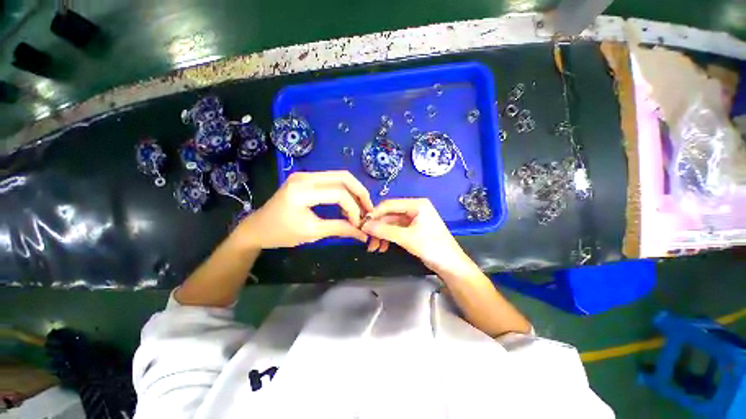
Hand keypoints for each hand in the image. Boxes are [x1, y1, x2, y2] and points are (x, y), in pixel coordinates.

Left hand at [232, 171, 372, 248]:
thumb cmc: (281, 233)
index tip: (359, 224)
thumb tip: (363, 233)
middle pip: (343, 177)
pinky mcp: (307, 178)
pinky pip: (332, 180)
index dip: (354, 208)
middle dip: (360, 193)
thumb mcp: (313, 233)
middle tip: (369, 209)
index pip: (338, 193)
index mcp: (302, 191)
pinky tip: (348, 204)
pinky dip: (344, 191)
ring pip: (340, 176)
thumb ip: (340, 229)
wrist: (257, 227)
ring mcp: (305, 175)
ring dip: (354, 191)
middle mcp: (305, 177)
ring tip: (361, 207)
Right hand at [361, 198, 473, 273]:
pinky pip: (395, 231)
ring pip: (391, 224)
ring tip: (374, 248)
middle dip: (378, 228)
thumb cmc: (433, 247)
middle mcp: (414, 209)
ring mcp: (413, 219)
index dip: (375, 214)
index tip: (362, 224)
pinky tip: (382, 247)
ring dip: (381, 235)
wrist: (451, 265)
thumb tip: (364, 225)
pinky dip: (388, 238)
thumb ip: (385, 230)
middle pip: (389, 215)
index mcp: (416, 204)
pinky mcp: (412, 230)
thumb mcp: (407, 238)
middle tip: (367, 240)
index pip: (389, 204)